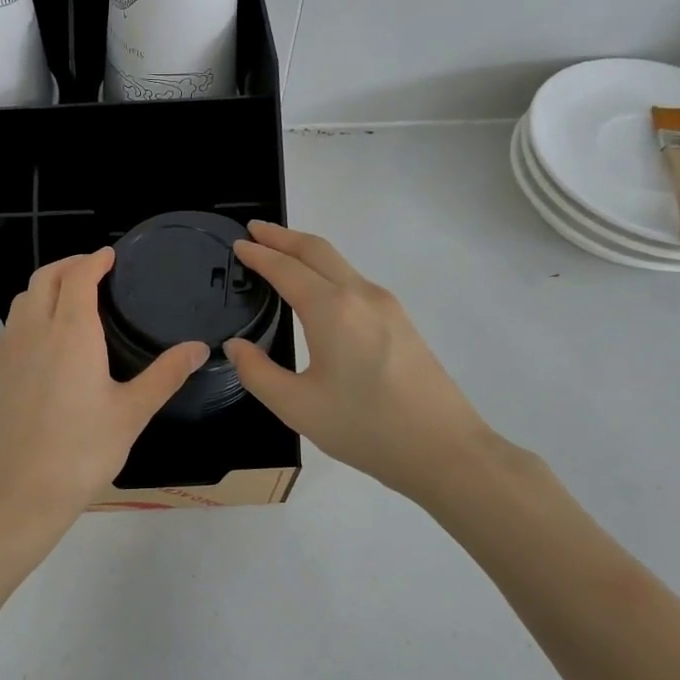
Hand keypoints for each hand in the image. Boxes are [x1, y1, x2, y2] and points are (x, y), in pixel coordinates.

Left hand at [0, 249, 206, 560]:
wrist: (20, 493)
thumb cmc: (83, 452)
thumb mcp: (132, 413)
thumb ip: (166, 374)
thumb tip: (199, 347)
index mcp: (70, 333)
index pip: (78, 277)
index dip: (94, 260)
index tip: (110, 256)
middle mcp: (34, 331)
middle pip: (45, 277)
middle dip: (69, 265)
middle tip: (93, 269)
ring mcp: (8, 350)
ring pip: (23, 298)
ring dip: (47, 285)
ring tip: (71, 297)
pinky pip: (12, 324)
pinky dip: (30, 311)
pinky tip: (46, 337)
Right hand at [225, 222, 501, 504]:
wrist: (444, 449)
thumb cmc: (365, 428)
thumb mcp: (297, 407)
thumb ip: (257, 372)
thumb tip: (236, 346)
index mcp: (332, 310)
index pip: (286, 269)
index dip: (259, 254)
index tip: (238, 244)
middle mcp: (361, 295)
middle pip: (318, 250)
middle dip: (283, 236)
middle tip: (255, 230)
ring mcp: (387, 306)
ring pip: (340, 263)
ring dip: (307, 252)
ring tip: (281, 255)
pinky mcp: (401, 321)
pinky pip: (355, 281)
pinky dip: (327, 271)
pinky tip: (318, 291)